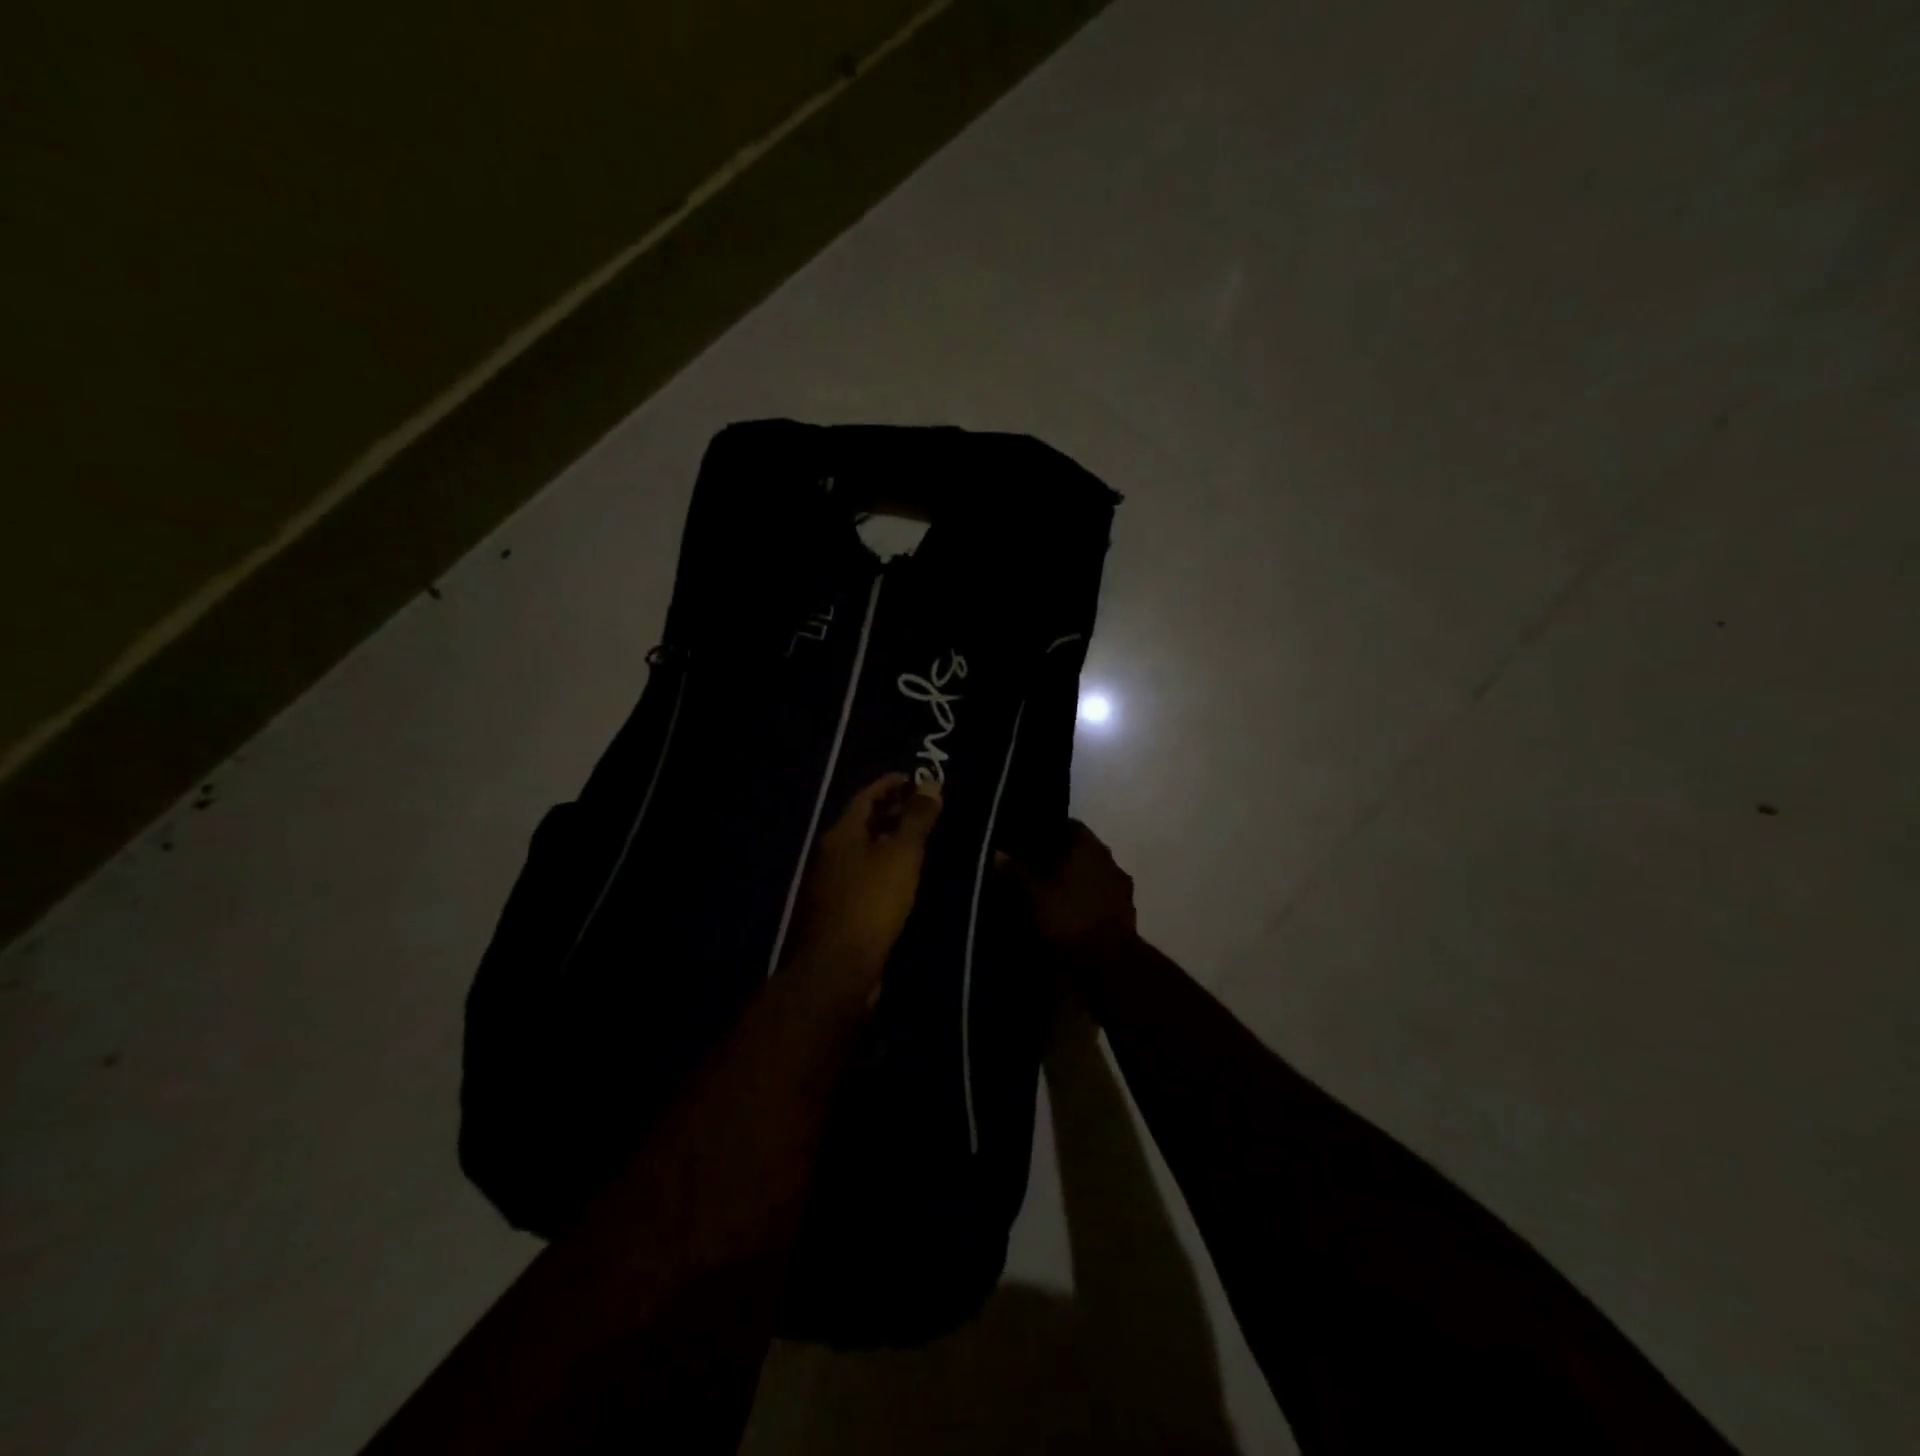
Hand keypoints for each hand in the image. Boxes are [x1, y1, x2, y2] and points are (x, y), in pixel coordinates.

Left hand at [785, 774, 942, 994]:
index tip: (915, 778)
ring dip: (892, 842)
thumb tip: (931, 783)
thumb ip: (916, 819)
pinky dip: (888, 869)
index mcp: (840, 835)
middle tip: (926, 807)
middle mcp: (831, 855)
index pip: (866, 797)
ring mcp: (832, 886)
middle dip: (893, 812)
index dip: (890, 784)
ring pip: (866, 853)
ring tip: (923, 840)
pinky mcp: (841, 913)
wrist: (839, 969)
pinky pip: (867, 879)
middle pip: (864, 824)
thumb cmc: (871, 903)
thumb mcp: (901, 855)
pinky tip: (908, 878)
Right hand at [1008, 820, 1136, 959]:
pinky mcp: (1126, 917)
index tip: (1026, 842)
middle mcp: (1109, 862)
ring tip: (1049, 896)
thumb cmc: (1068, 919)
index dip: (1046, 831)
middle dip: (1059, 860)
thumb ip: (1012, 871)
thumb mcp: (1030, 895)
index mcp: (1089, 847)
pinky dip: (1085, 906)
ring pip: (1091, 878)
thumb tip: (995, 852)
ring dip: (1074, 884)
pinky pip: (1099, 902)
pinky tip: (1068, 918)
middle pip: (1080, 852)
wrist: (1109, 967)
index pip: (1068, 825)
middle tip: (1032, 870)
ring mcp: (1121, 890)